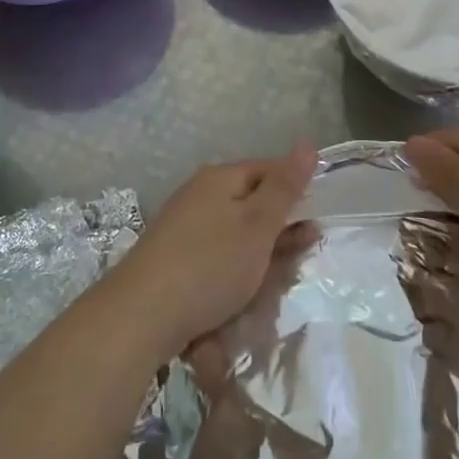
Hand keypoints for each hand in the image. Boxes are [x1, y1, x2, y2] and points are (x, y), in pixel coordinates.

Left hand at [112, 143, 317, 359]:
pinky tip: (242, 295)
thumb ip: (285, 186)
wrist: (142, 314)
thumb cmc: (210, 264)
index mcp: (219, 178)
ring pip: (236, 236)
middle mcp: (199, 195)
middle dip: (279, 233)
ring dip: (260, 259)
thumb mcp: (258, 224)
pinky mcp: (175, 259)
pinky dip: (235, 274)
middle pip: (252, 205)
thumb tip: (307, 143)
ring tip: (274, 285)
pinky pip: (217, 258)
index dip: (295, 192)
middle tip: (298, 262)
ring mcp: (184, 227)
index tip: (316, 224)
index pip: (268, 170)